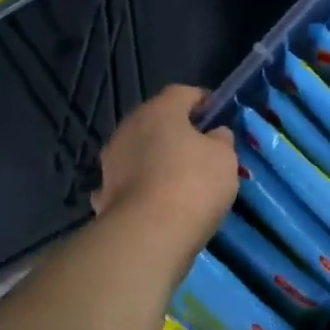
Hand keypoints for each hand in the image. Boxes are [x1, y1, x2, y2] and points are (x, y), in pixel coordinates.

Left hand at [92, 86, 237, 255]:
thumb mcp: (224, 157)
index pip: (183, 93)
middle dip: (178, 132)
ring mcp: (111, 162)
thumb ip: (221, 140)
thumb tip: (214, 135)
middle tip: (202, 150)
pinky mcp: (104, 194)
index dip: (203, 101)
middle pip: (157, 121)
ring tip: (181, 181)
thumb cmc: (193, 184)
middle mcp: (128, 129)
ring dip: (157, 160)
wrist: (147, 236)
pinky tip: (156, 203)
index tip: (219, 116)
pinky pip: (128, 182)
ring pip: (140, 152)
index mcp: (159, 111)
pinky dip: (142, 187)